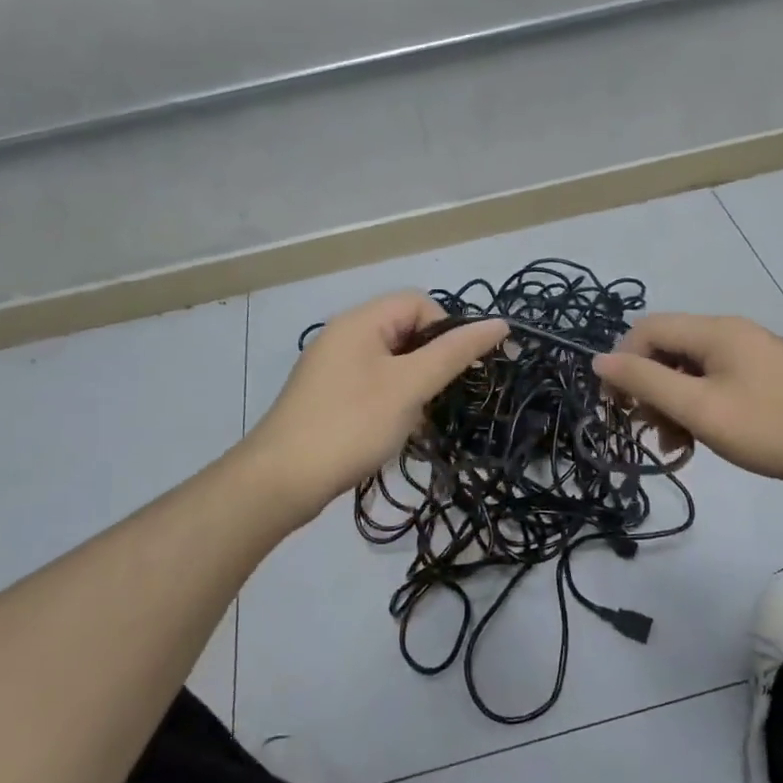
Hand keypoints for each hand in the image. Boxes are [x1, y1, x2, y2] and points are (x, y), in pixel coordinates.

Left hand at [242, 292, 506, 522]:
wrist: (282, 480)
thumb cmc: (351, 424)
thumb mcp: (410, 386)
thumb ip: (455, 353)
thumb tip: (500, 323)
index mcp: (360, 321)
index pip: (419, 302)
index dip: (446, 329)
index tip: (455, 371)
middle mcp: (345, 335)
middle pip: (406, 331)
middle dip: (431, 363)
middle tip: (438, 399)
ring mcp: (334, 367)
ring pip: (393, 362)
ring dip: (414, 387)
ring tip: (416, 421)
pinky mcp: (329, 396)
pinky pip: (374, 385)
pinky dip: (393, 402)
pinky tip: (394, 432)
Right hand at [593, 313, 782, 495]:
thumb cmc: (768, 427)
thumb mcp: (699, 407)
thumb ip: (646, 381)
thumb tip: (599, 360)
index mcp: (714, 331)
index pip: (647, 330)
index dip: (623, 363)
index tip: (617, 405)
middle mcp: (730, 333)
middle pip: (669, 349)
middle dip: (650, 388)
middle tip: (647, 429)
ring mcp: (751, 354)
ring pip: (691, 370)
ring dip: (673, 403)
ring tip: (675, 444)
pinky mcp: (765, 377)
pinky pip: (715, 382)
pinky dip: (699, 406)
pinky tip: (699, 439)